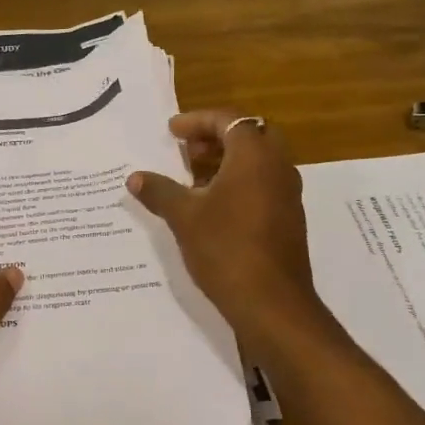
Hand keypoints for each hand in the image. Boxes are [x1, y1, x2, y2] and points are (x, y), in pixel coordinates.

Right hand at [127, 110, 329, 345]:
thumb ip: (159, 191)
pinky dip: (240, 182)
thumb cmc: (226, 248)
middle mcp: (278, 168)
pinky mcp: (289, 220)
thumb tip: (135, 178)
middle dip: (218, 136)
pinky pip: (265, 185)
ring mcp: (288, 195)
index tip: (172, 132)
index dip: (197, 121)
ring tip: (194, 178)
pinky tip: (213, 206)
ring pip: (260, 162)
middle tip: (190, 151)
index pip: (228, 120)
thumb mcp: (184, 217)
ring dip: (229, 161)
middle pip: (251, 135)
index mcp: (254, 156)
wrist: (272, 304)